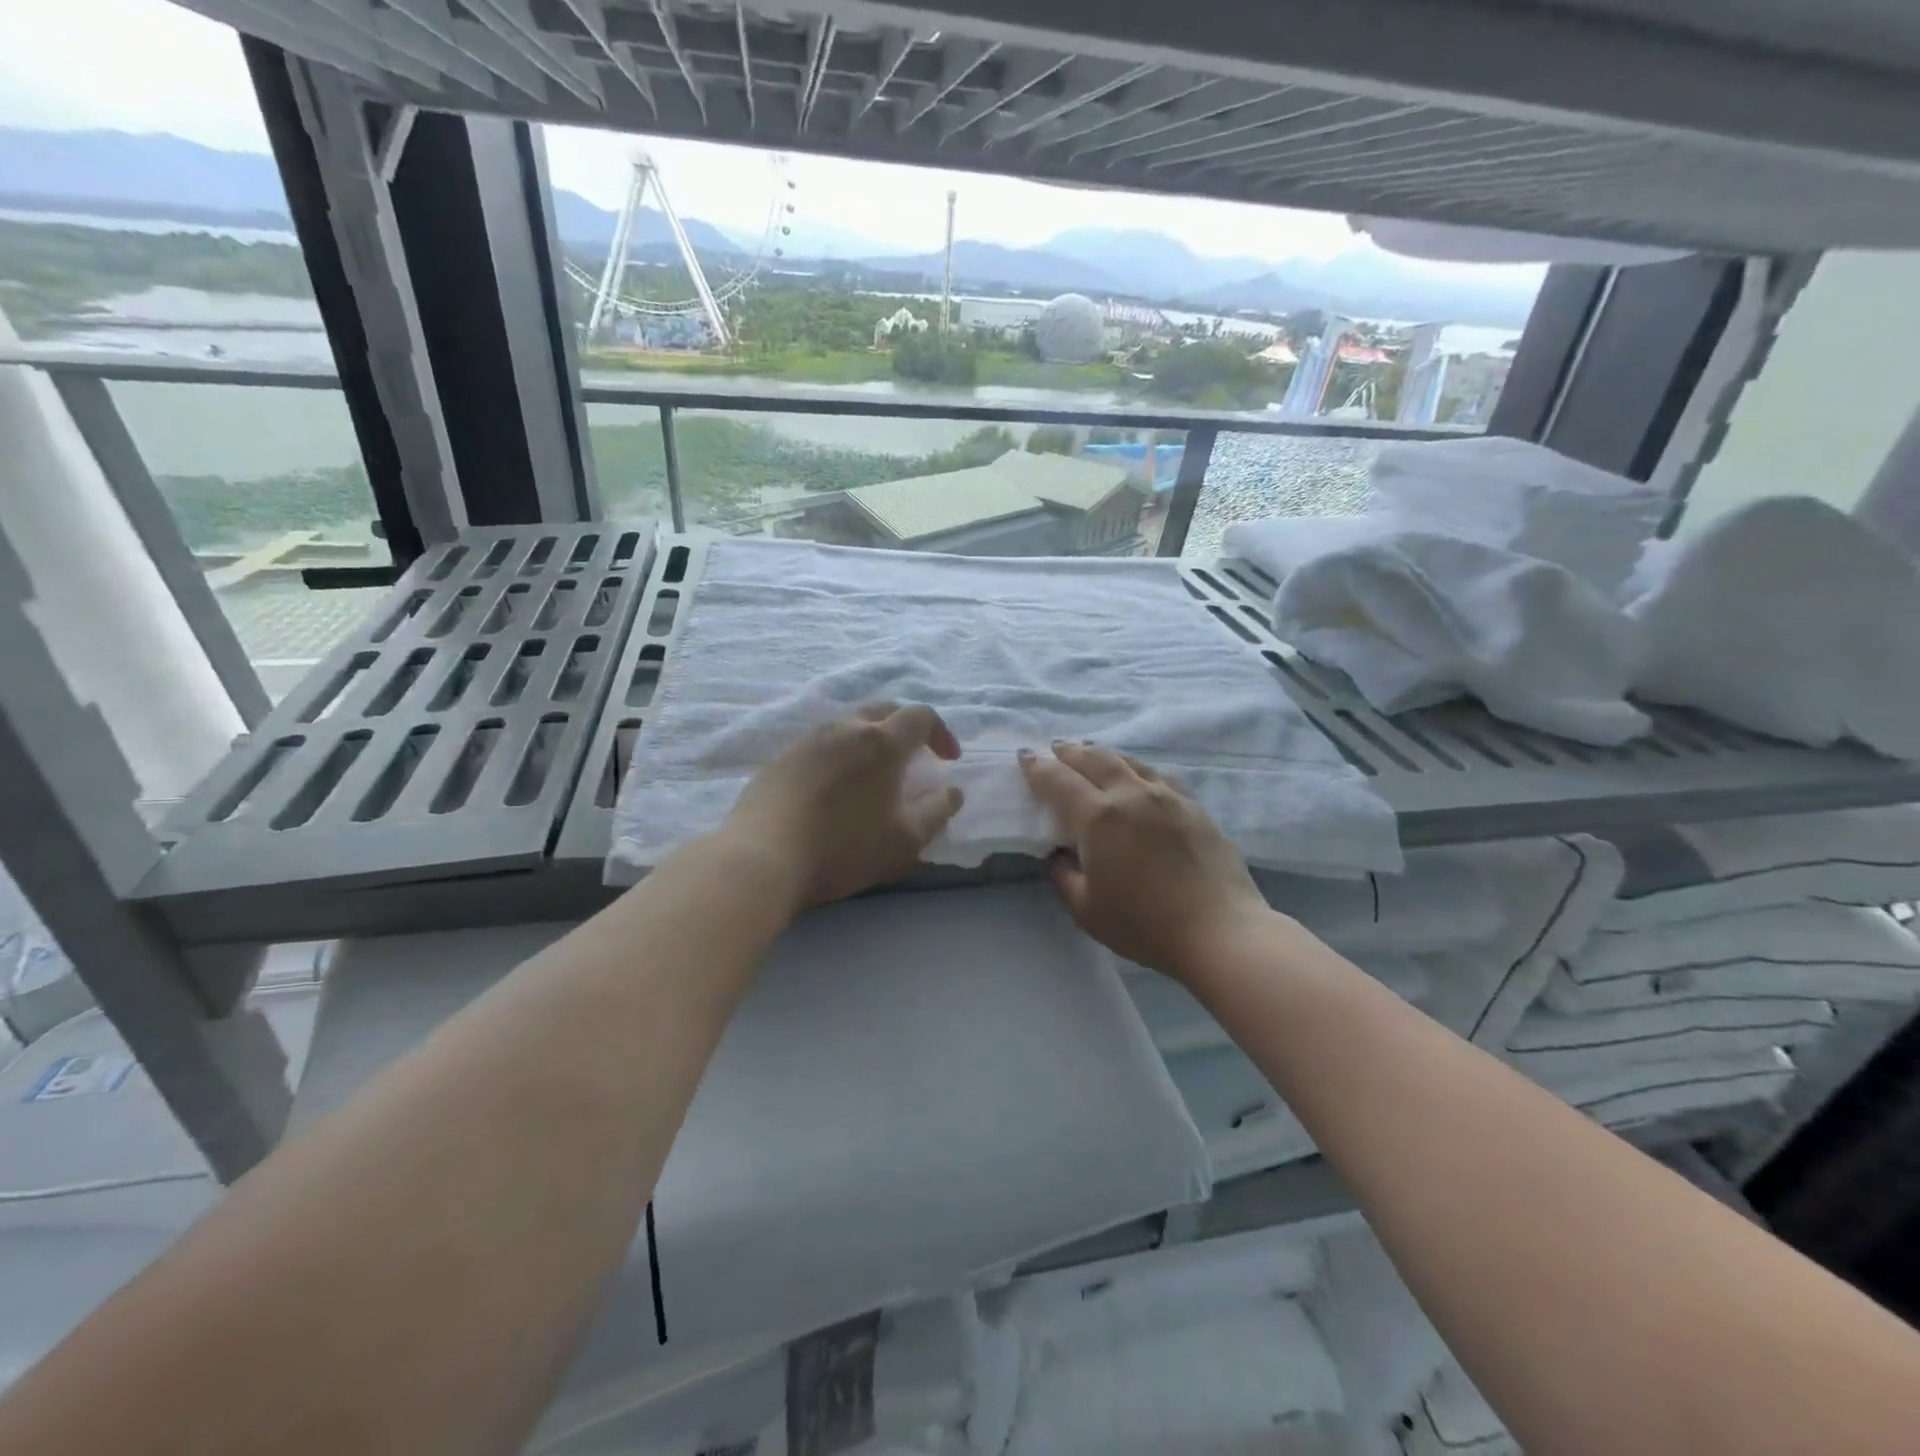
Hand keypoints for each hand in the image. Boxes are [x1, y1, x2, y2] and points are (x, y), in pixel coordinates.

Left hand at [720, 704, 964, 913]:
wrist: (762, 857)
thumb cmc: (844, 848)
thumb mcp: (905, 840)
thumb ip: (937, 812)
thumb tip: (953, 791)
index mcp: (882, 742)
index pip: (921, 716)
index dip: (941, 733)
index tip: (948, 760)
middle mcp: (845, 729)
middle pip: (884, 710)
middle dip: (907, 728)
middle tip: (915, 758)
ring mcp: (808, 740)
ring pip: (850, 724)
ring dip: (871, 740)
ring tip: (874, 774)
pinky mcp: (782, 758)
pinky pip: (822, 744)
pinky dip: (841, 754)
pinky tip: (835, 788)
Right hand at [1019, 742, 1271, 982]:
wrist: (1219, 931)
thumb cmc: (1144, 924)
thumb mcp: (1086, 910)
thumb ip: (1063, 876)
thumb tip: (1058, 854)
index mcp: (1099, 818)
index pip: (1060, 781)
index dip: (1039, 767)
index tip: (1025, 756)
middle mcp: (1132, 795)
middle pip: (1096, 760)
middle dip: (1071, 752)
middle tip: (1057, 748)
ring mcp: (1168, 797)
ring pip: (1130, 762)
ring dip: (1105, 755)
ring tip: (1093, 755)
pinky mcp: (1195, 807)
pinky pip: (1159, 776)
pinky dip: (1139, 769)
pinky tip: (1140, 777)